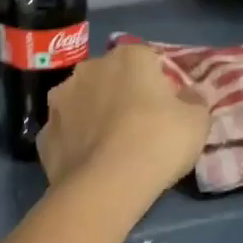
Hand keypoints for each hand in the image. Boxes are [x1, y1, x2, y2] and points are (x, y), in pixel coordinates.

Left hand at [37, 45, 208, 200]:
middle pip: (110, 78)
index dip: (158, 83)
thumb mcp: (197, 121)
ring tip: (109, 147)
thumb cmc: (158, 142)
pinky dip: (75, 142)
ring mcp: (60, 100)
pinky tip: (88, 163)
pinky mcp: (44, 133)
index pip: (147, 60)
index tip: (166, 108)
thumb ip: (194, 101)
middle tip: (138, 127)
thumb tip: (189, 95)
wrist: (106, 185)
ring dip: (93, 115)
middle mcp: (88, 69)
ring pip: (82, 102)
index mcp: (127, 57)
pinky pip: (66, 132)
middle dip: (121, 95)